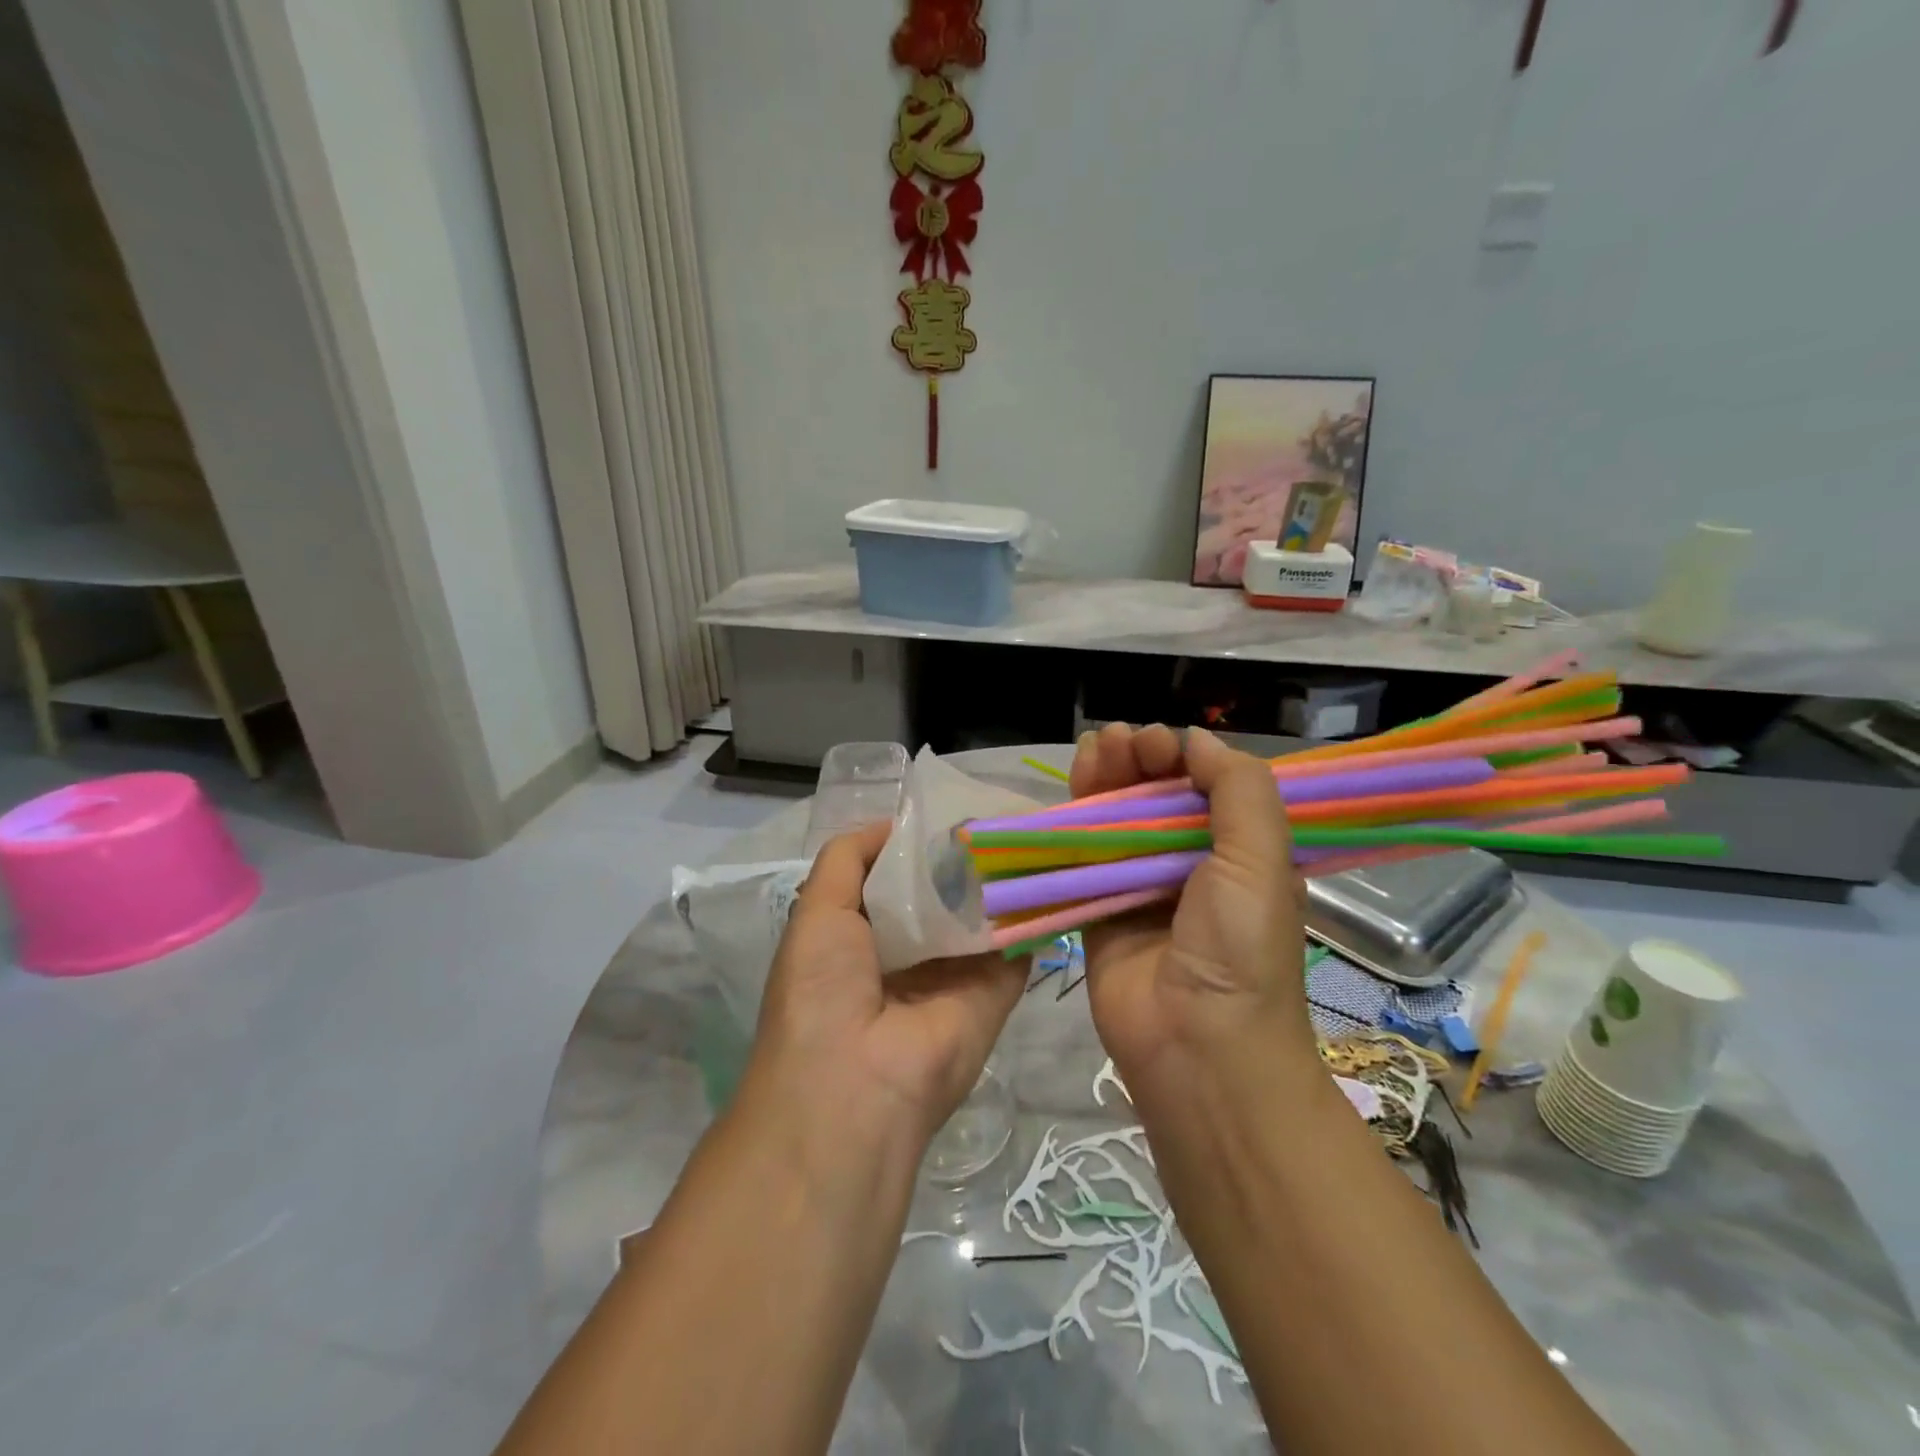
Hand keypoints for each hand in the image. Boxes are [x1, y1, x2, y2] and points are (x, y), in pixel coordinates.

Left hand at [751, 821, 1026, 1144]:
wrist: (857, 1087)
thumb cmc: (822, 989)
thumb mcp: (817, 911)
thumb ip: (848, 860)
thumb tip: (894, 824)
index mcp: (865, 934)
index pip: (899, 877)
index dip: (919, 842)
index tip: (952, 806)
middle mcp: (913, 951)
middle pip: (946, 891)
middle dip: (966, 854)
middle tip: (1002, 808)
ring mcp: (958, 971)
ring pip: (984, 912)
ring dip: (1003, 875)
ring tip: (1031, 824)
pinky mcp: (997, 991)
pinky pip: (1018, 942)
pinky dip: (1034, 909)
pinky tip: (1052, 866)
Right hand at [1069, 723, 1315, 1089]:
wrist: (1198, 1047)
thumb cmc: (1240, 949)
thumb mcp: (1261, 860)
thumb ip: (1238, 790)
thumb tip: (1197, 740)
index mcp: (1237, 855)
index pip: (1204, 789)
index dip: (1181, 758)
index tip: (1160, 744)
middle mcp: (1188, 868)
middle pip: (1155, 799)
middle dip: (1138, 762)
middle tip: (1121, 741)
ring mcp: (1138, 890)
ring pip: (1115, 821)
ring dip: (1105, 780)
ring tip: (1095, 746)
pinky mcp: (1096, 912)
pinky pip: (1080, 859)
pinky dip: (1072, 823)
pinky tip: (1069, 788)